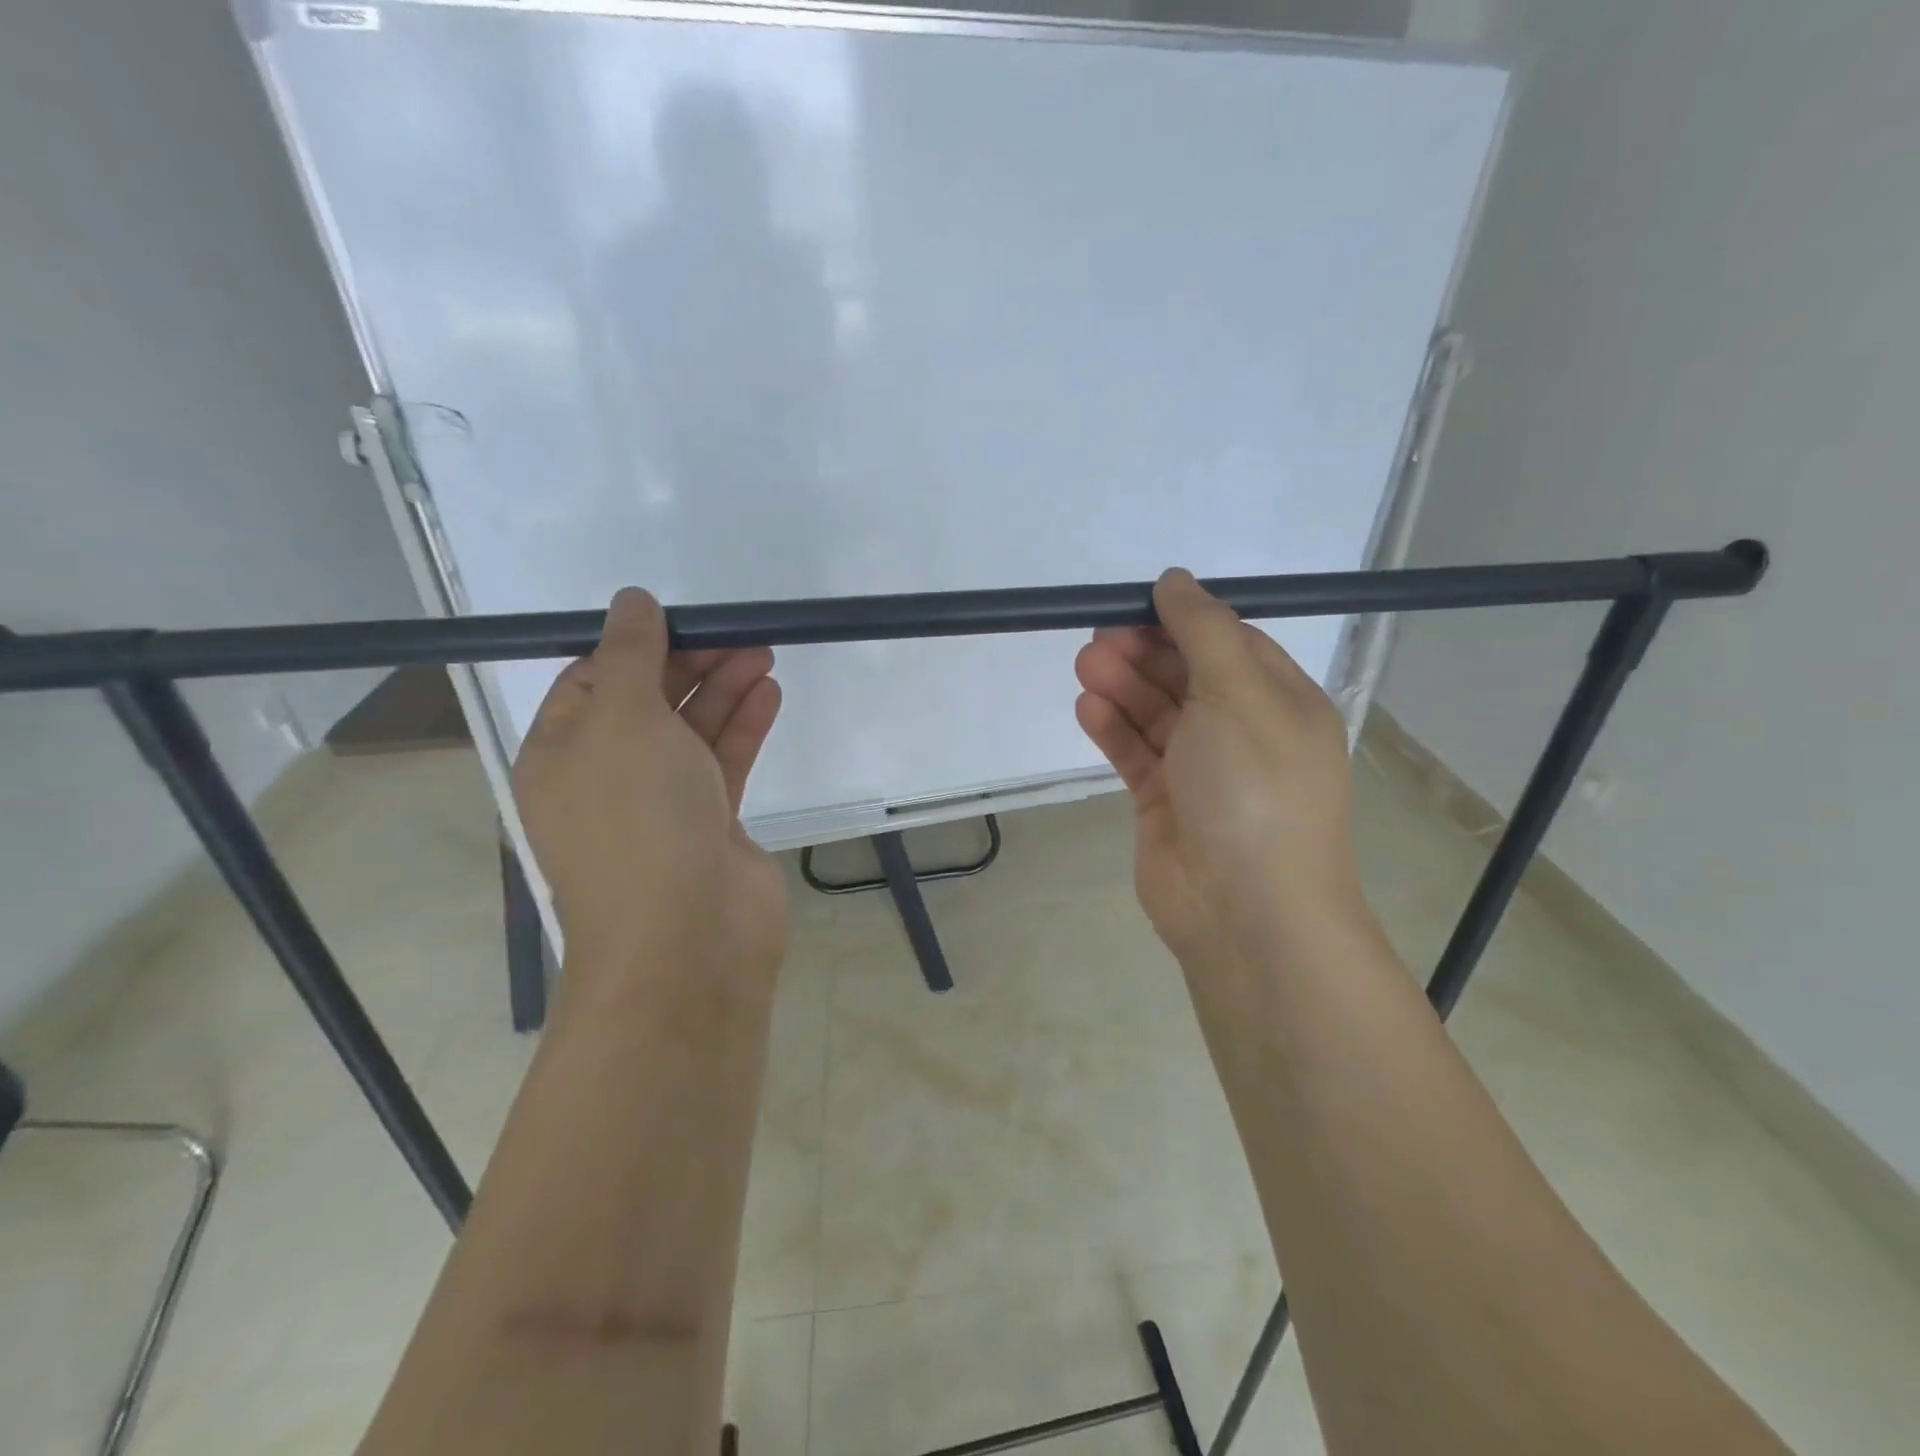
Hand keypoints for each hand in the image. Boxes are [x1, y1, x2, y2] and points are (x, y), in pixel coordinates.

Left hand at [512, 588, 787, 999]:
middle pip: (649, 703)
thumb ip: (629, 655)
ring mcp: (662, 805)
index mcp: (562, 755)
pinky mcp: (711, 825)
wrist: (688, 937)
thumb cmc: (638, 819)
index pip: (591, 682)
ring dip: (724, 690)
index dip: (635, 646)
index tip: (682, 619)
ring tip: (763, 653)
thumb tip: (632, 600)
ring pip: (692, 732)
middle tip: (739, 634)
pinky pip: (724, 764)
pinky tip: (769, 694)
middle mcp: (607, 778)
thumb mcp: (621, 719)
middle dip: (692, 664)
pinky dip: (744, 727)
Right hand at [1074, 569, 1364, 973]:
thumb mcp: (1238, 693)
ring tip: (1084, 665)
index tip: (1137, 604)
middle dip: (1144, 653)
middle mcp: (1244, 732)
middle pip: (1187, 677)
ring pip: (1157, 715)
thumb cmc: (1254, 788)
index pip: (1230, 643)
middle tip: (1098, 637)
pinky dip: (1113, 729)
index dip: (1184, 621)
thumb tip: (1175, 579)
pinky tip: (1087, 707)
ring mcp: (1203, 771)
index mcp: (1280, 702)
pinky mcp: (1166, 804)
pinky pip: (1137, 755)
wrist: (1246, 910)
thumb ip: (1203, 632)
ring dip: (1123, 687)